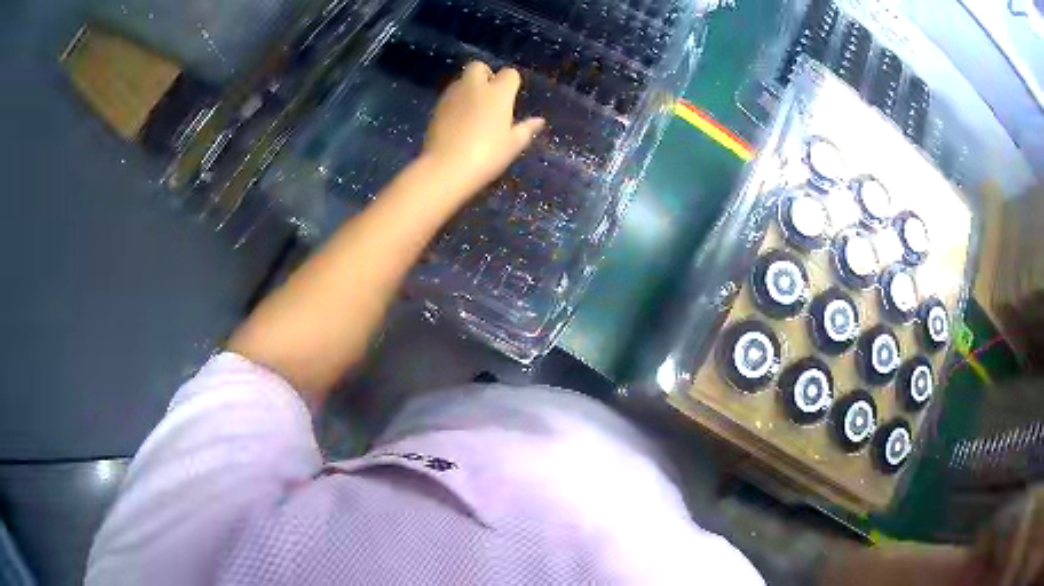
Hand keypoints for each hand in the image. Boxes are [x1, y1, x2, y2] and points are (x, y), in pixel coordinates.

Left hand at [422, 61, 544, 199]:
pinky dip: (456, 102)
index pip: (509, 74)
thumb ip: (526, 129)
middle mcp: (474, 87)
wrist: (446, 168)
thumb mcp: (513, 145)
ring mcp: (452, 96)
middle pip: (478, 67)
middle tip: (489, 96)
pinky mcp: (436, 108)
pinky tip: (458, 122)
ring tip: (474, 111)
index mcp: (497, 93)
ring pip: (461, 80)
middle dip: (484, 75)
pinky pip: (449, 97)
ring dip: (468, 88)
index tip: (511, 97)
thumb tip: (539, 121)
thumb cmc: (487, 156)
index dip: (511, 83)